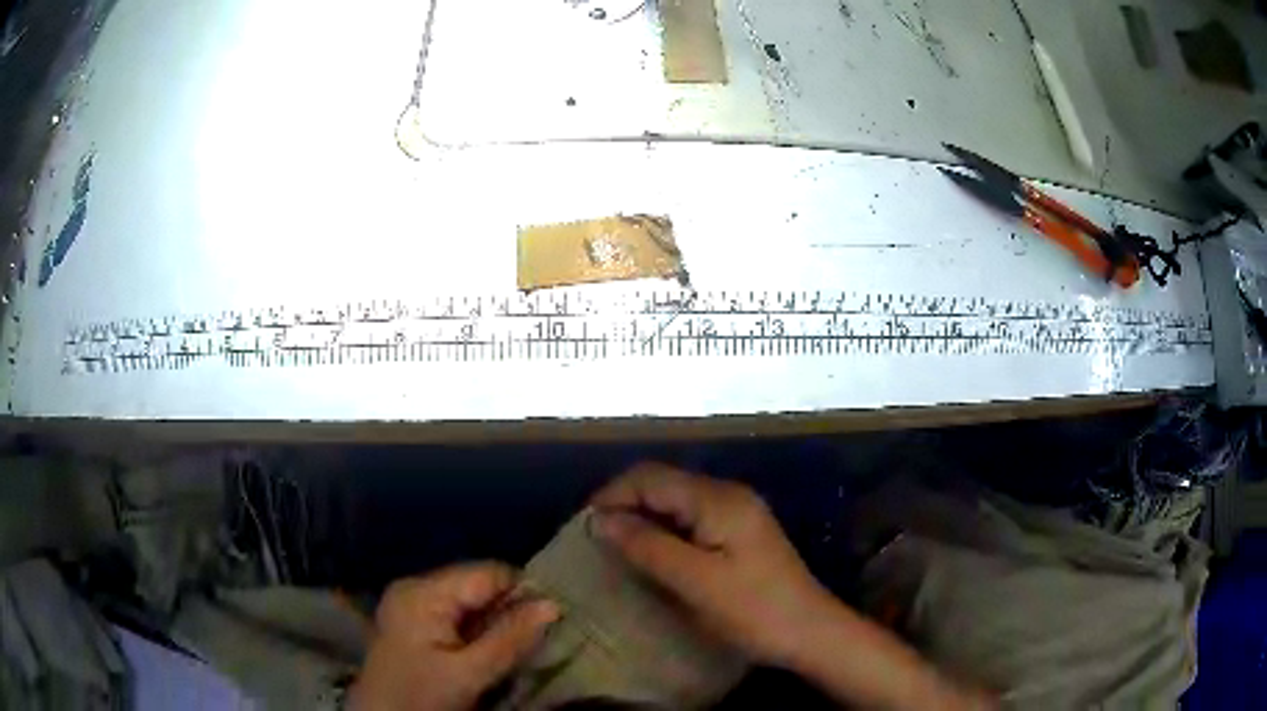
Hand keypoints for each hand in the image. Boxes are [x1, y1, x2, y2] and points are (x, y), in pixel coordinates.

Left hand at [349, 563, 558, 710]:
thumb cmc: (421, 696)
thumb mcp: (469, 673)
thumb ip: (510, 638)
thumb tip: (553, 604)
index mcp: (423, 592)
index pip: (487, 574)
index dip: (523, 591)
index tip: (555, 616)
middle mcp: (415, 588)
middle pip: (477, 587)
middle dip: (510, 609)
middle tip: (541, 635)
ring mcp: (412, 605)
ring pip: (470, 603)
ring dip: (496, 623)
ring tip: (521, 644)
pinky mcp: (414, 623)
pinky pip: (456, 616)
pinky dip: (479, 631)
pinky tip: (493, 649)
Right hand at [590, 463, 831, 666]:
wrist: (811, 632)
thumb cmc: (754, 610)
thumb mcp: (695, 581)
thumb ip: (647, 546)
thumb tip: (599, 519)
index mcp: (718, 499)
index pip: (650, 477)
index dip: (612, 496)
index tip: (584, 529)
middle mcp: (727, 495)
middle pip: (663, 485)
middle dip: (625, 506)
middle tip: (595, 542)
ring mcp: (736, 514)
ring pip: (675, 503)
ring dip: (643, 521)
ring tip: (615, 551)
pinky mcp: (739, 534)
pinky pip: (690, 521)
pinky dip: (664, 533)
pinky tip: (651, 557)